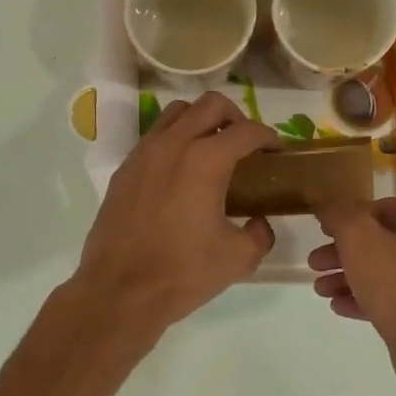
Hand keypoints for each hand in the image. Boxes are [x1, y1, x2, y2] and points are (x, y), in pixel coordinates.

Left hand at [74, 91, 278, 330]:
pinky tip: (181, 173)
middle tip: (245, 145)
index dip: (269, 137)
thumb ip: (259, 234)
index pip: (247, 130)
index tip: (276, 153)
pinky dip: (174, 140)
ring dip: (201, 121)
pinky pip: (154, 136)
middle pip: (211, 104)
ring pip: (177, 112)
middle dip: (236, 117)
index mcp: (206, 160)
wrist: (119, 291)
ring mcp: (144, 153)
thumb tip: (259, 224)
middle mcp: (173, 144)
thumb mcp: (238, 259)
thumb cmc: (182, 273)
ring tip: (212, 150)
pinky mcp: (125, 169)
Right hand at [309, 197, 395, 350]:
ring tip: (320, 290)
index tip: (323, 232)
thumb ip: (341, 215)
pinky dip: (370, 299)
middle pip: (385, 242)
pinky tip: (340, 307)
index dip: (348, 219)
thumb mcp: (359, 239)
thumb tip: (330, 209)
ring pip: (390, 272)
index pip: (384, 209)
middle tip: (315, 264)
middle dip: (344, 254)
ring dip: (351, 278)